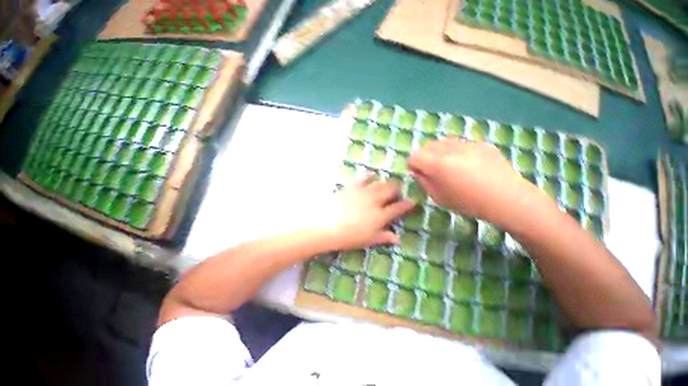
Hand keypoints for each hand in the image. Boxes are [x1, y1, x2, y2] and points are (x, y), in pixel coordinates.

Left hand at [326, 174, 414, 249]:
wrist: (328, 225)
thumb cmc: (349, 237)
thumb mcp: (368, 240)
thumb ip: (383, 237)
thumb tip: (397, 238)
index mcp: (380, 216)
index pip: (397, 208)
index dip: (406, 204)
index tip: (412, 201)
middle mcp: (375, 201)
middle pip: (390, 191)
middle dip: (397, 189)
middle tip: (398, 190)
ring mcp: (363, 192)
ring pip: (379, 184)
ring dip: (386, 182)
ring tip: (388, 182)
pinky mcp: (352, 187)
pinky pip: (362, 178)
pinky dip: (368, 175)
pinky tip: (372, 173)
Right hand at [407, 137, 540, 229]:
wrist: (507, 199)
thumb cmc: (468, 202)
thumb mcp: (438, 197)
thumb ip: (423, 181)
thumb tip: (416, 171)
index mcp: (437, 164)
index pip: (414, 156)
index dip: (412, 164)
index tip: (417, 172)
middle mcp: (449, 149)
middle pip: (426, 146)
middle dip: (424, 156)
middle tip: (431, 169)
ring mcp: (467, 144)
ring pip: (443, 141)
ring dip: (439, 151)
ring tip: (448, 164)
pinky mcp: (481, 143)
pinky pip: (460, 142)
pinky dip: (456, 150)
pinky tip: (466, 163)